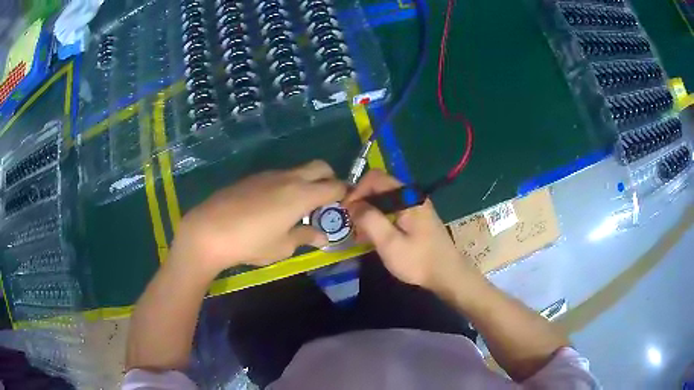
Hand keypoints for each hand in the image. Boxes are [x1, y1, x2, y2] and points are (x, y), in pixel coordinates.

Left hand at [170, 160, 346, 276]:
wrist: (209, 230)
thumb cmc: (251, 243)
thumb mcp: (282, 246)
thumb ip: (305, 236)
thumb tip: (322, 236)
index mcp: (302, 194)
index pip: (335, 186)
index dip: (345, 195)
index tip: (344, 207)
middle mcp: (289, 178)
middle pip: (320, 167)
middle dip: (329, 179)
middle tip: (324, 202)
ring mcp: (269, 175)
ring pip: (299, 169)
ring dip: (307, 182)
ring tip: (298, 207)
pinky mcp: (253, 177)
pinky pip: (279, 175)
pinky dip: (287, 184)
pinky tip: (273, 205)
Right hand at [344, 170, 478, 293]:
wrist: (447, 274)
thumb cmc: (418, 260)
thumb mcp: (389, 243)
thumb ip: (369, 220)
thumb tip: (352, 205)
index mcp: (407, 196)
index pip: (375, 178)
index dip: (357, 191)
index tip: (346, 212)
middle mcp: (412, 195)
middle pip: (379, 187)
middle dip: (361, 202)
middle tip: (351, 224)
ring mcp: (415, 206)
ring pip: (384, 200)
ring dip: (369, 212)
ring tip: (359, 233)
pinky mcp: (415, 217)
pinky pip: (391, 210)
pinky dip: (379, 219)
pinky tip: (373, 237)